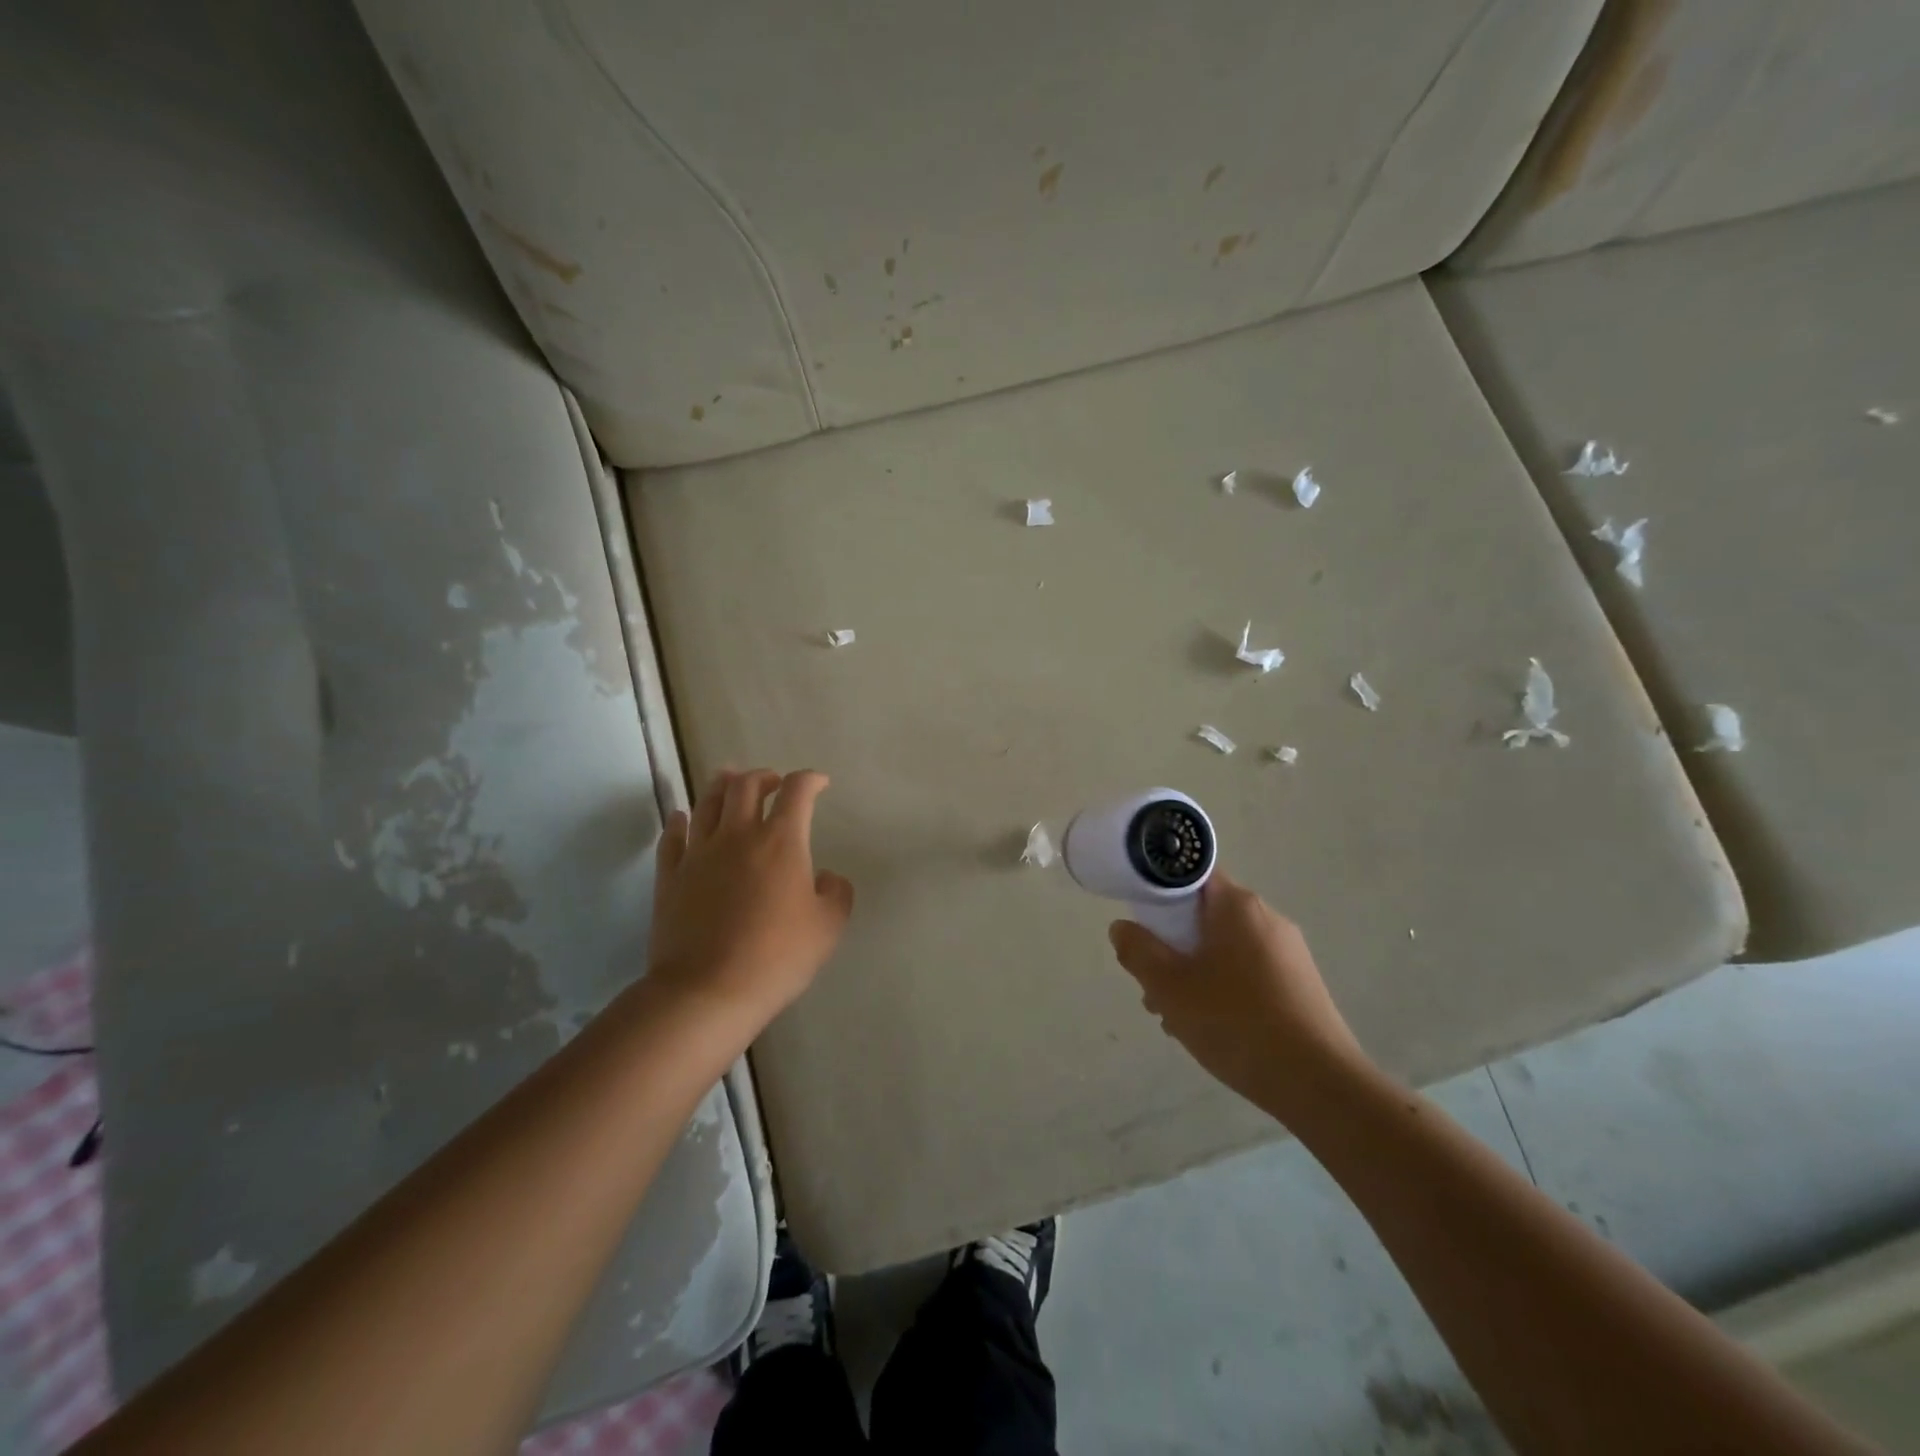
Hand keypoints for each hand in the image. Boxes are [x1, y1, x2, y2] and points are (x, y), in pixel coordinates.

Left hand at [648, 769, 853, 1036]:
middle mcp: (738, 835)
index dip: (811, 780)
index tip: (820, 783)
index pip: (797, 792)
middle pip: (746, 786)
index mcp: (781, 841)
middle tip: (774, 782)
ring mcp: (699, 853)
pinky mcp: (670, 876)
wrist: (708, 991)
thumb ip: (836, 893)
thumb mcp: (828, 927)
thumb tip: (825, 877)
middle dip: (764, 776)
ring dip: (722, 786)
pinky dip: (680, 821)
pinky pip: (673, 836)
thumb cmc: (777, 957)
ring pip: (707, 802)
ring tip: (730, 781)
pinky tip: (682, 817)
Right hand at [1108, 871, 1367, 1123]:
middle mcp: (1267, 918)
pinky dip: (1222, 988)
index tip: (1141, 923)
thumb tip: (1123, 928)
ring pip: (1224, 948)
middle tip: (1152, 983)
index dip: (1159, 891)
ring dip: (1193, 972)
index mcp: (1238, 906)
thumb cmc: (1236, 1023)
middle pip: (1204, 915)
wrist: (1320, 1085)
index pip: (1191, 875)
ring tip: (1174, 1016)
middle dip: (1172, 944)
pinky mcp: (1299, 985)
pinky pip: (1247, 972)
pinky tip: (1211, 1028)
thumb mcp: (1170, 987)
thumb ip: (1138, 951)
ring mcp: (1288, 953)